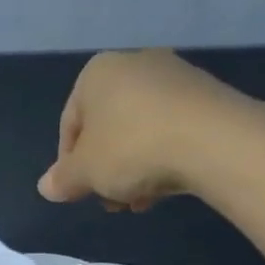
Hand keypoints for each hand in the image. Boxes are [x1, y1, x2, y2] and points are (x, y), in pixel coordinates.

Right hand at [38, 49, 256, 210]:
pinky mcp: (209, 94)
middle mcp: (134, 63)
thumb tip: (46, 187)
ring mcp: (176, 76)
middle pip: (107, 128)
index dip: (70, 165)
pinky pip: (172, 129)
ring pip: (140, 131)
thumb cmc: (132, 148)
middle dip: (105, 169)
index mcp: (96, 73)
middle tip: (110, 201)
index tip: (79, 193)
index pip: (69, 125)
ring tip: (140, 200)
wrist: (217, 141)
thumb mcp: (84, 172)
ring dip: (134, 168)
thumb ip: (62, 179)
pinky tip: (167, 185)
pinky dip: (164, 156)